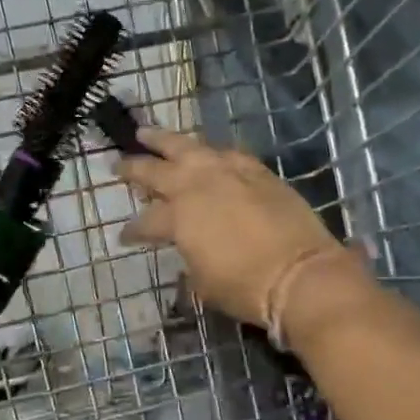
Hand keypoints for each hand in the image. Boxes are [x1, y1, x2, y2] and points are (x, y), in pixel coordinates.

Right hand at [115, 128, 349, 327]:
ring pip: (188, 147)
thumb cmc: (245, 286)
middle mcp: (197, 186)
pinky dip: (211, 152)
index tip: (124, 237)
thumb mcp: (203, 282)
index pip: (145, 222)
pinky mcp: (257, 171)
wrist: (300, 273)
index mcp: (178, 217)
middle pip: (157, 171)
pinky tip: (208, 153)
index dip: (132, 231)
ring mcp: (228, 172)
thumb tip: (189, 251)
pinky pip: (227, 153)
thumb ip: (189, 259)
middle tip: (118, 164)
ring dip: (165, 141)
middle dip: (134, 168)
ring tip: (148, 134)